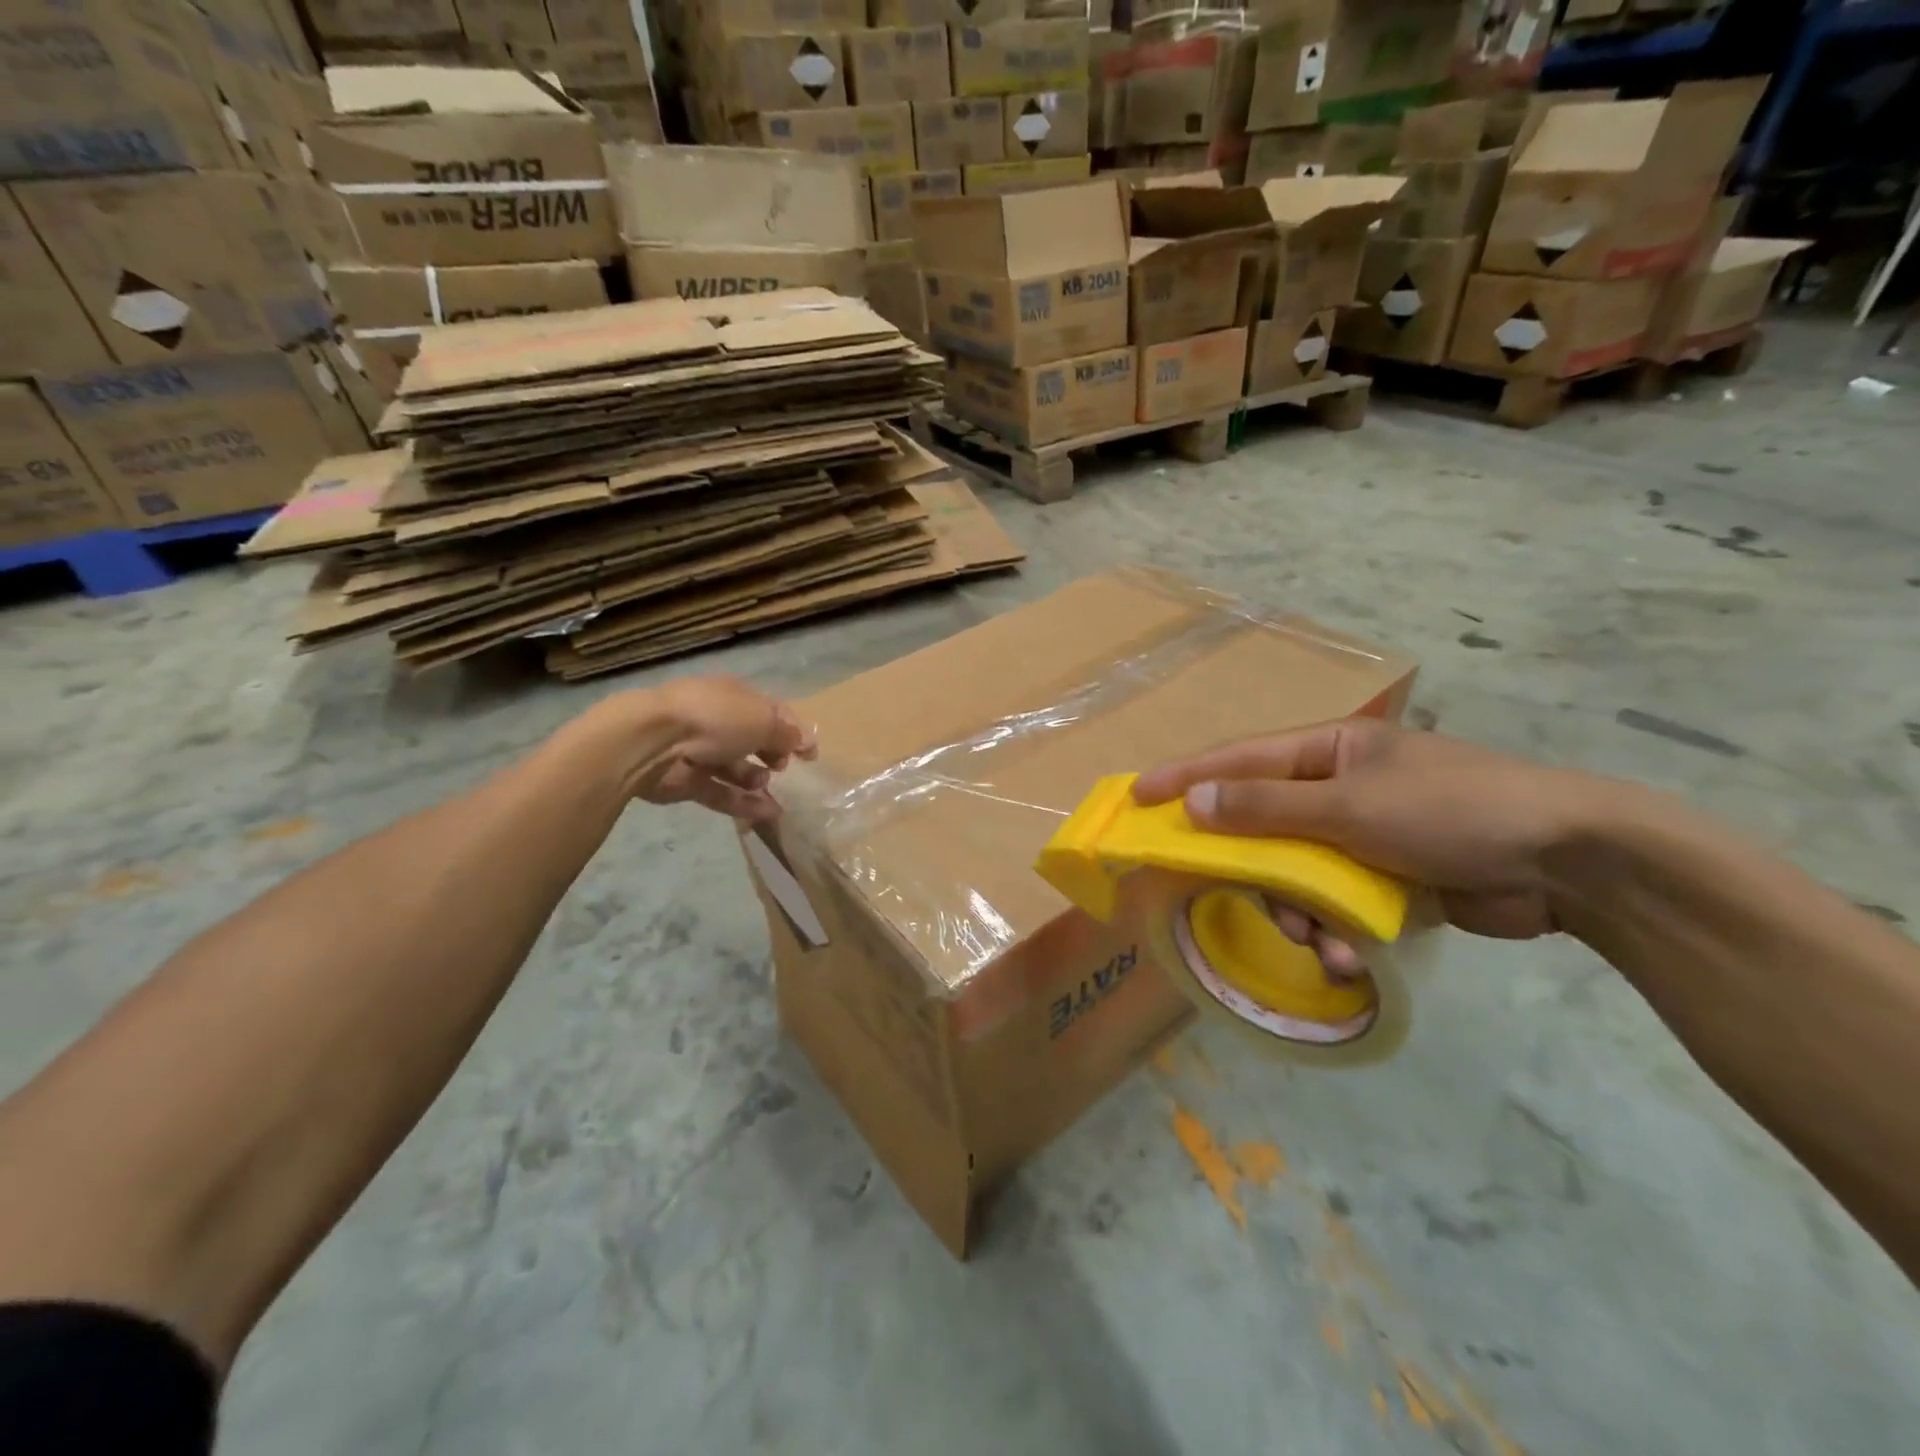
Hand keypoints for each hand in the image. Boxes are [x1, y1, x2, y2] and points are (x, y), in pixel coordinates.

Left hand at [584, 676, 816, 822]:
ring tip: (768, 786)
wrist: (654, 741)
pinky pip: (723, 793)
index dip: (793, 730)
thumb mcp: (762, 720)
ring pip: (736, 769)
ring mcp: (700, 752)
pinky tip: (769, 813)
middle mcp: (716, 721)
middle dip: (773, 754)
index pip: (771, 711)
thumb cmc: (715, 718)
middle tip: (784, 767)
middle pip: (752, 740)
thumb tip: (802, 742)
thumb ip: (787, 734)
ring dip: (757, 780)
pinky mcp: (688, 782)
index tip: (811, 753)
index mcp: (734, 696)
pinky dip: (745, 803)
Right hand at [1134, 721, 1599, 957]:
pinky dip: (1333, 930)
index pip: (1239, 759)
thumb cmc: (1451, 811)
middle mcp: (1339, 788)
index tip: (1137, 797)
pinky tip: (1348, 955)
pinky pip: (1334, 903)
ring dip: (1297, 911)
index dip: (1185, 777)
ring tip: (1318, 942)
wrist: (1569, 863)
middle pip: (1263, 825)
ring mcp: (1363, 834)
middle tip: (1241, 897)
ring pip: (1296, 874)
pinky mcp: (1387, 878)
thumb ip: (1266, 805)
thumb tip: (1194, 802)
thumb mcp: (1350, 806)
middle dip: (1254, 870)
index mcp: (1330, 752)